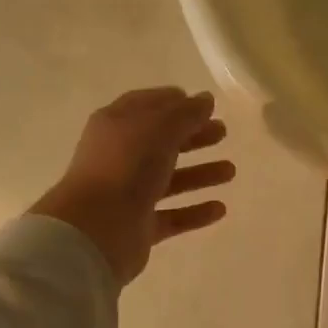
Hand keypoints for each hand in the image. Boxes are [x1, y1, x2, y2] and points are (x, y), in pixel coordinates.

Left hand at [31, 88, 234, 284]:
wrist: (97, 228)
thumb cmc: (126, 166)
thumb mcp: (160, 128)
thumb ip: (187, 113)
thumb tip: (206, 99)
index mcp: (116, 125)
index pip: (147, 105)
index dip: (174, 102)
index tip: (204, 104)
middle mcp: (120, 157)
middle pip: (161, 142)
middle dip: (193, 135)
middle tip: (223, 132)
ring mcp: (128, 193)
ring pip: (170, 179)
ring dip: (200, 173)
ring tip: (230, 171)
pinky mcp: (139, 225)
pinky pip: (173, 215)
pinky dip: (195, 211)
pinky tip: (220, 208)